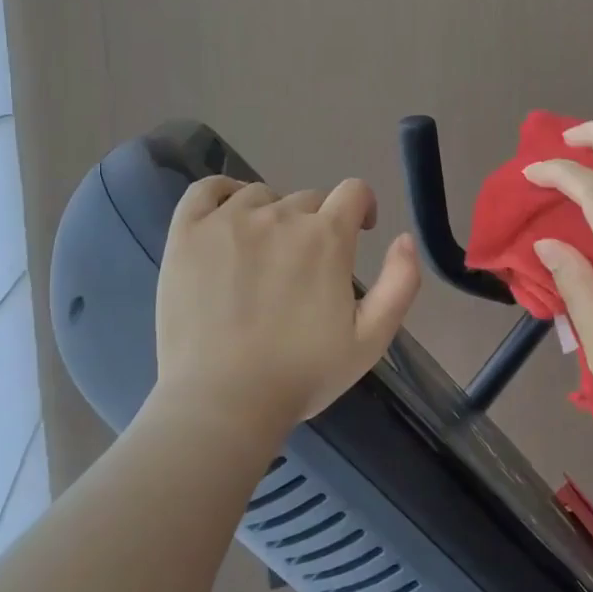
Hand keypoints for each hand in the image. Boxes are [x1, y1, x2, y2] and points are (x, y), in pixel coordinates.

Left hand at [152, 175, 420, 439]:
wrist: (223, 401)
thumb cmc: (302, 374)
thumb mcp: (371, 339)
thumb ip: (400, 283)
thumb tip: (405, 238)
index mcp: (326, 237)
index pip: (353, 191)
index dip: (361, 207)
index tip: (359, 230)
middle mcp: (279, 216)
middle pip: (306, 199)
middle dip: (316, 224)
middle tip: (305, 267)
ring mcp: (228, 221)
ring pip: (259, 196)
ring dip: (271, 215)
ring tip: (263, 253)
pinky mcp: (187, 233)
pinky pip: (206, 190)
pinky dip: (222, 193)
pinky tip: (226, 217)